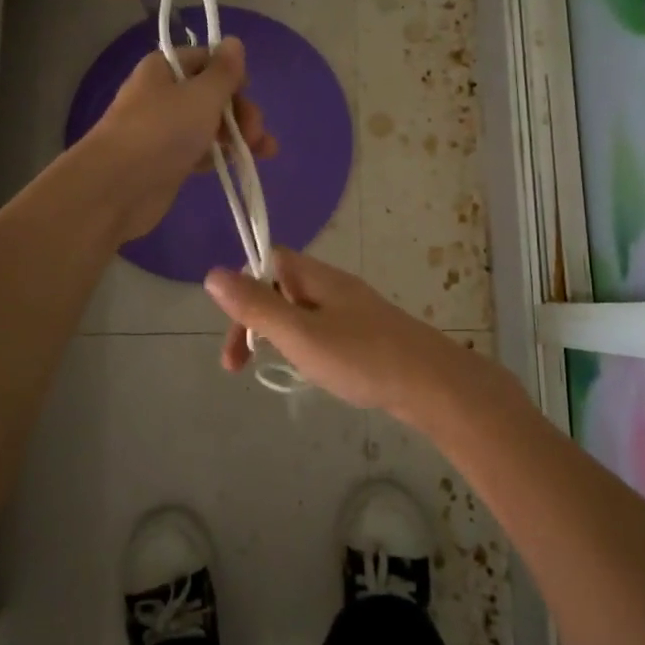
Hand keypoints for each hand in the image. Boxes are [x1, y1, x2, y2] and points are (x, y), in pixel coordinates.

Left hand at [81, 39, 275, 244]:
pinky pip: (201, 151)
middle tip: (256, 134)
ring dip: (238, 135)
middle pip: (212, 94)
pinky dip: (220, 155)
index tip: (247, 91)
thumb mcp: (201, 95)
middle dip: (241, 111)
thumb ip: (224, 71)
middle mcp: (163, 95)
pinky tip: (238, 165)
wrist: (116, 187)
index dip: (231, 74)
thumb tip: (234, 42)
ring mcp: (164, 130)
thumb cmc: (162, 131)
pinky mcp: (168, 161)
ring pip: (210, 124)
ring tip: (264, 153)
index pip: (206, 60)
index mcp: (165, 69)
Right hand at [203, 248, 483, 421]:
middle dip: (255, 319)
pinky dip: (306, 346)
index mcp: (317, 277)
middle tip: (238, 364)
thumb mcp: (299, 334)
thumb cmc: (361, 357)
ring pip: (302, 311)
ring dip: (279, 335)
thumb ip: (257, 306)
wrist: (433, 385)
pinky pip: (324, 329)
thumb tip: (212, 274)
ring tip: (277, 368)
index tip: (236, 327)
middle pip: (282, 287)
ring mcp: (355, 310)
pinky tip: (314, 372)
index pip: (269, 259)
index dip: (244, 285)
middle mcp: (335, 286)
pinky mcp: (369, 334)